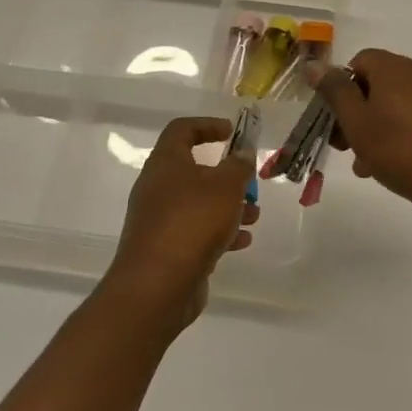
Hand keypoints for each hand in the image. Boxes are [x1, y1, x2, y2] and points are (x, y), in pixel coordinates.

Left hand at [106, 117, 257, 326]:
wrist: (157, 285)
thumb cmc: (192, 222)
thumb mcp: (225, 187)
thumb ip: (238, 167)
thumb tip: (242, 154)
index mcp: (165, 163)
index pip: (181, 130)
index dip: (206, 125)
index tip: (231, 132)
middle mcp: (157, 187)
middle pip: (193, 170)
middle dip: (226, 176)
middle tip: (249, 183)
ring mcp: (159, 220)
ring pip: (198, 203)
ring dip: (228, 206)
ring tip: (254, 217)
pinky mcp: (166, 248)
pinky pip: (196, 231)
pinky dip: (219, 233)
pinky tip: (242, 242)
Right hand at [313, 50, 411, 215]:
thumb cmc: (399, 150)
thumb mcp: (356, 122)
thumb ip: (335, 91)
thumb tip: (316, 65)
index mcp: (395, 67)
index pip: (360, 61)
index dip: (343, 88)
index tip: (337, 119)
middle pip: (380, 83)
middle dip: (359, 112)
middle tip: (347, 147)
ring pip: (400, 103)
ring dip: (380, 127)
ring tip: (370, 164)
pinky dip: (406, 131)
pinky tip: (400, 163)